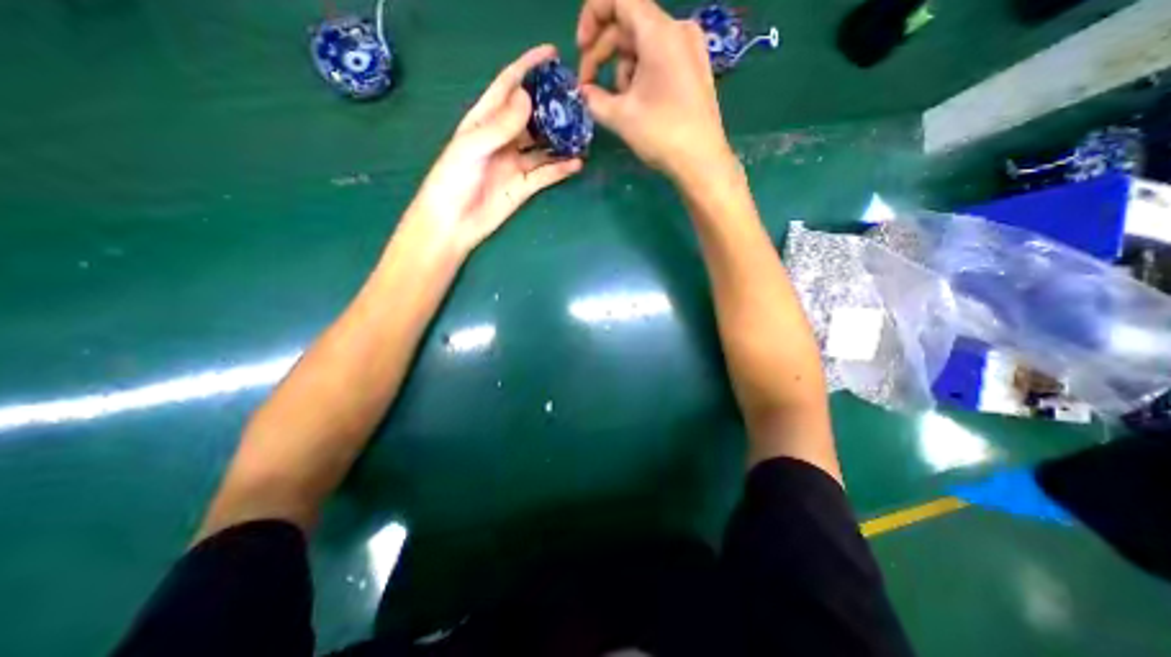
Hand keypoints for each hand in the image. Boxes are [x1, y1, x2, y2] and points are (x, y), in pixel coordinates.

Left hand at [402, 42, 586, 257]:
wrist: (453, 222)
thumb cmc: (452, 180)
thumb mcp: (471, 147)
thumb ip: (499, 125)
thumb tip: (527, 97)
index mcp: (484, 121)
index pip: (508, 87)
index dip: (528, 68)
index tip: (552, 54)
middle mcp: (503, 139)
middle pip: (531, 116)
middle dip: (552, 105)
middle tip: (577, 98)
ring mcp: (515, 164)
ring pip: (543, 146)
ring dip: (561, 140)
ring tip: (583, 131)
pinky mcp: (524, 187)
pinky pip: (546, 174)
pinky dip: (561, 169)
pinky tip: (577, 163)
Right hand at [576, 1, 728, 179]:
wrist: (701, 161)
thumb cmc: (661, 135)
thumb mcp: (620, 116)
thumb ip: (594, 99)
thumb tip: (583, 93)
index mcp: (660, 32)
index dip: (592, 18)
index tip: (580, 50)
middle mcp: (678, 30)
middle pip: (629, 24)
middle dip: (603, 53)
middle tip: (588, 86)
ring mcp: (690, 50)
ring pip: (643, 45)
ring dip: (622, 70)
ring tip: (619, 104)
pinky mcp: (694, 69)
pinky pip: (659, 59)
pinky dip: (641, 76)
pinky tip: (637, 104)